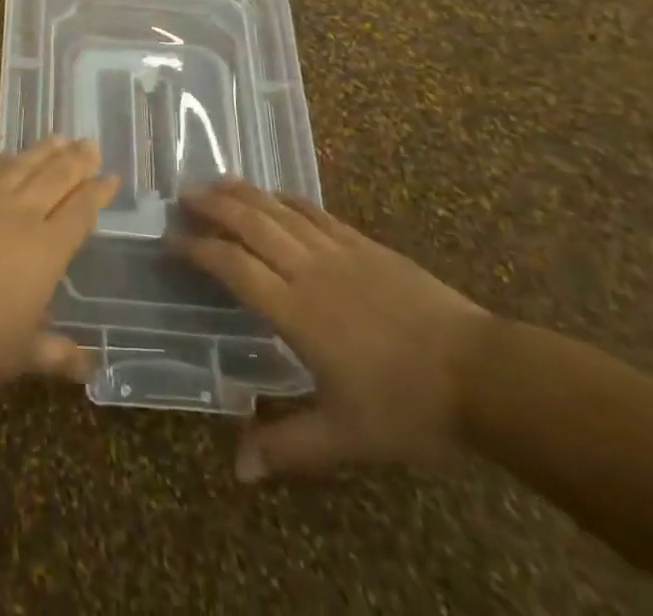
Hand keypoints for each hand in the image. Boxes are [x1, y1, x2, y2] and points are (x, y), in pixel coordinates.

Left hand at [0, 139, 119, 386]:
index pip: (80, 212)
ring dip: (44, 151)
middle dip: (77, 160)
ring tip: (59, 137)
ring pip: (23, 165)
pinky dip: (2, 159)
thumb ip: (55, 354)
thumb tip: (90, 369)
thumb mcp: (21, 353)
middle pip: (56, 177)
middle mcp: (21, 213)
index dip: (97, 194)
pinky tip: (7, 155)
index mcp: (47, 248)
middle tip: (90, 143)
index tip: (111, 178)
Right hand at [172, 181, 490, 478]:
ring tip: (216, 183)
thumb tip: (238, 469)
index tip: (170, 240)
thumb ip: (289, 446)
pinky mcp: (364, 244)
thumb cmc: (408, 407)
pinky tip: (276, 196)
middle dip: (213, 206)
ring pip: (279, 209)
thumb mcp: (345, 437)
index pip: (232, 266)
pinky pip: (315, 212)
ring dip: (244, 193)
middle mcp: (308, 269)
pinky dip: (287, 199)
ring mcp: (338, 250)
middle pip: (250, 223)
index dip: (197, 249)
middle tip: (183, 196)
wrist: (482, 373)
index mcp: (295, 310)